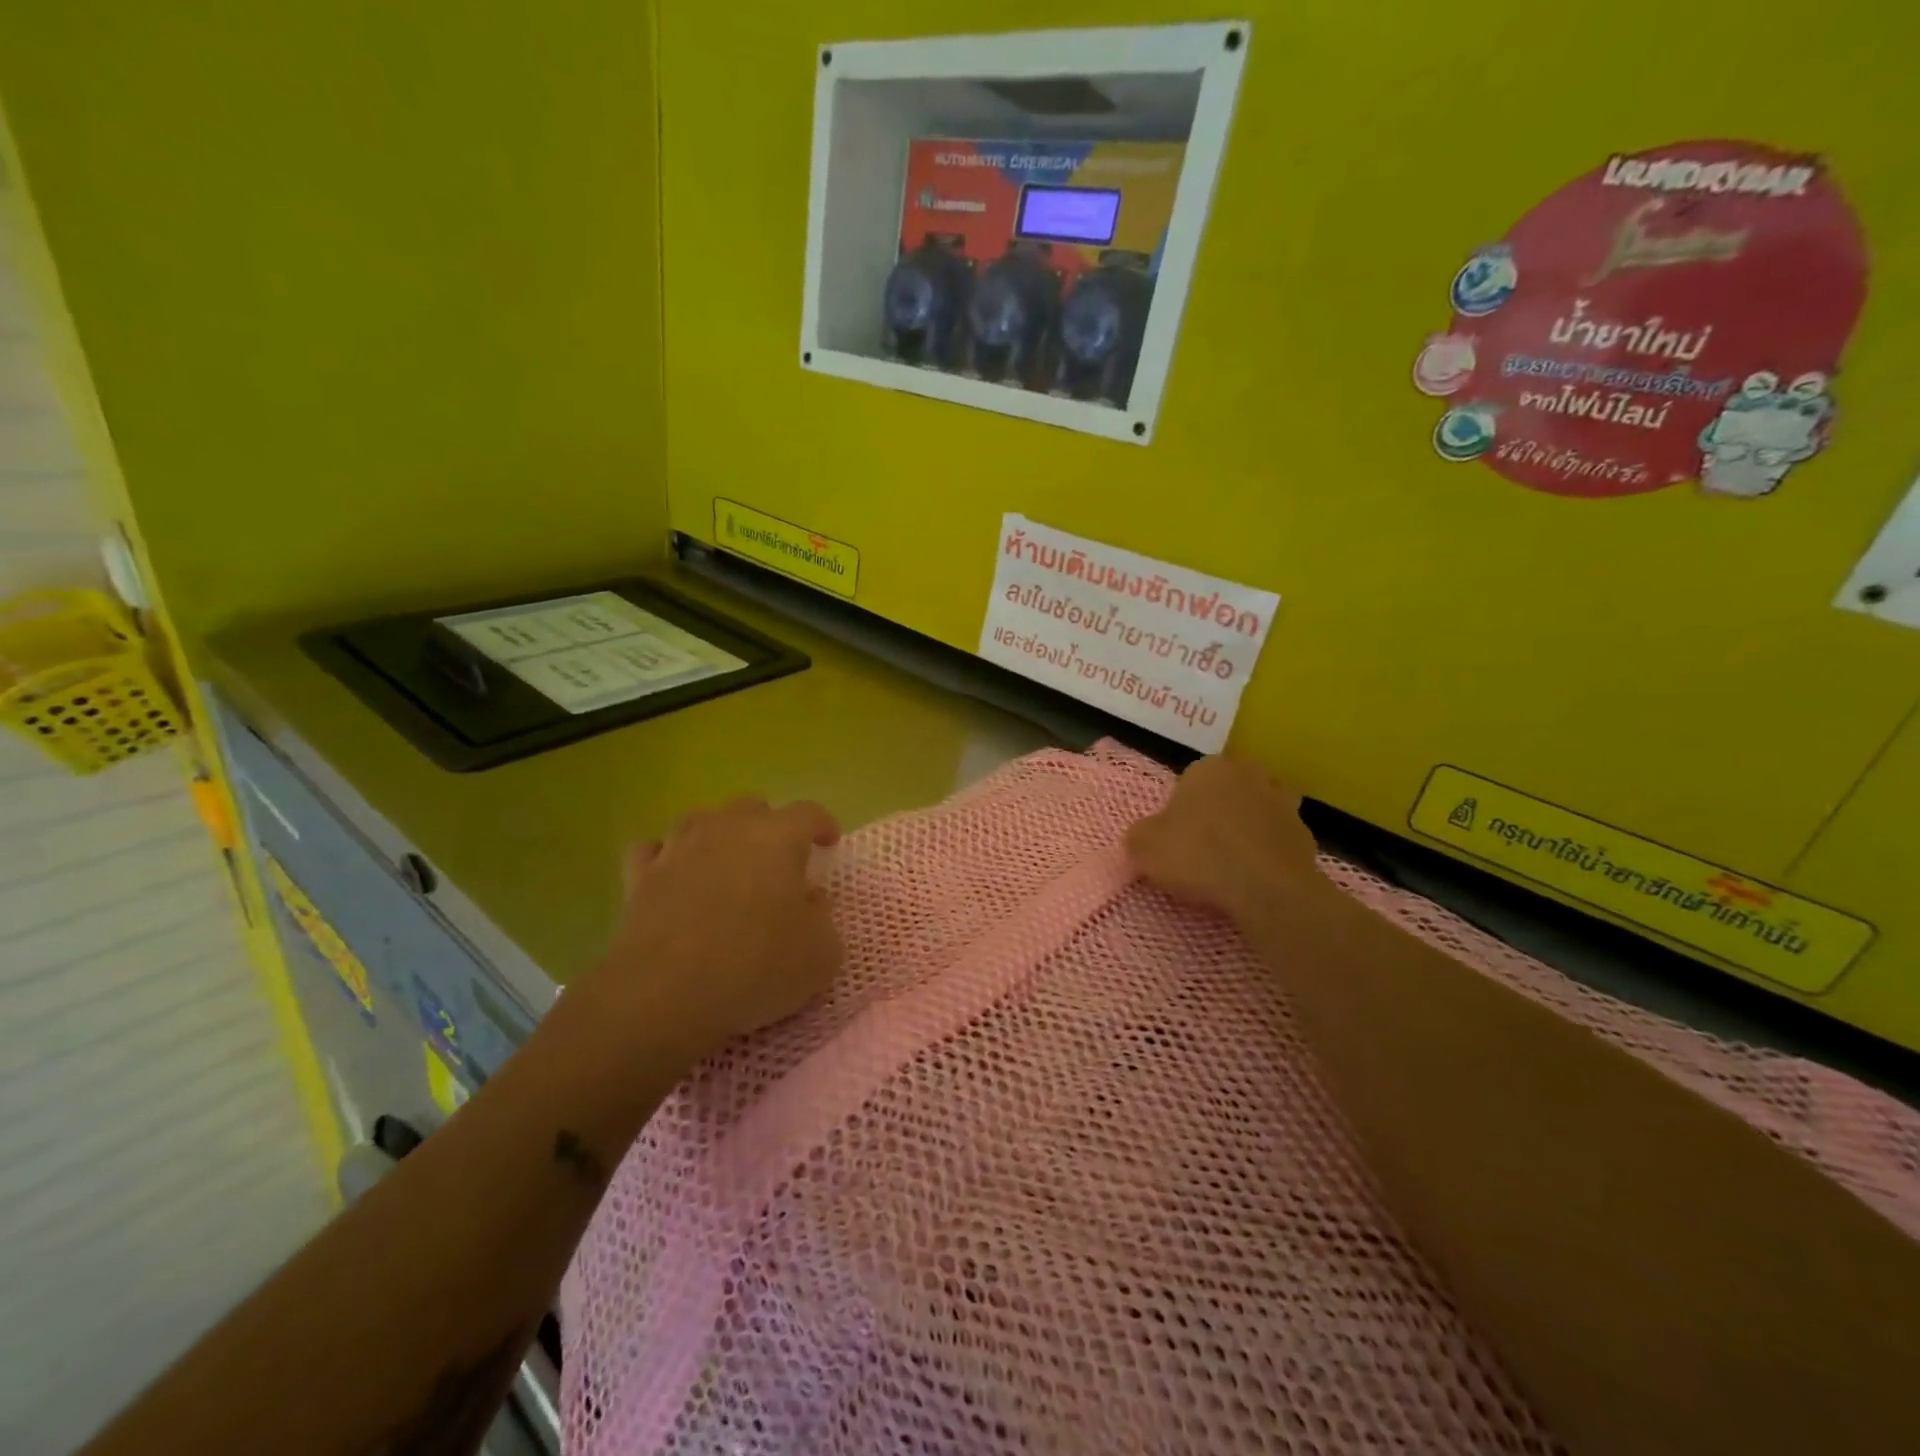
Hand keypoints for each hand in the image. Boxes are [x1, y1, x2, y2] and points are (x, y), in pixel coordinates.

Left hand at [577, 796, 843, 1054]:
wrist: (664, 994)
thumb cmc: (755, 967)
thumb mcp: (820, 954)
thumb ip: (823, 919)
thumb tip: (810, 900)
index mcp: (778, 838)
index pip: (808, 813)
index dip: (823, 824)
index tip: (829, 842)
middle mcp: (727, 829)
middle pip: (752, 806)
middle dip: (769, 825)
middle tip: (778, 859)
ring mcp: (678, 848)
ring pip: (701, 819)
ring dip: (718, 834)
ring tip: (725, 861)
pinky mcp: (640, 877)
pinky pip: (652, 849)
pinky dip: (665, 855)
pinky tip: (672, 873)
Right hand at [1126, 756, 1322, 923]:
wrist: (1265, 888)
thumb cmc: (1198, 854)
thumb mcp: (1144, 846)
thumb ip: (1140, 836)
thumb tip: (1143, 838)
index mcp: (1209, 767)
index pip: (1190, 779)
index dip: (1181, 808)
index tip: (1176, 836)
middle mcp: (1249, 774)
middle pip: (1228, 790)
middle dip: (1218, 811)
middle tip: (1202, 846)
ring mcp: (1283, 802)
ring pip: (1258, 810)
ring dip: (1248, 827)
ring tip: (1232, 861)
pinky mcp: (1305, 834)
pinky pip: (1278, 839)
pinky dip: (1268, 852)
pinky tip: (1255, 876)